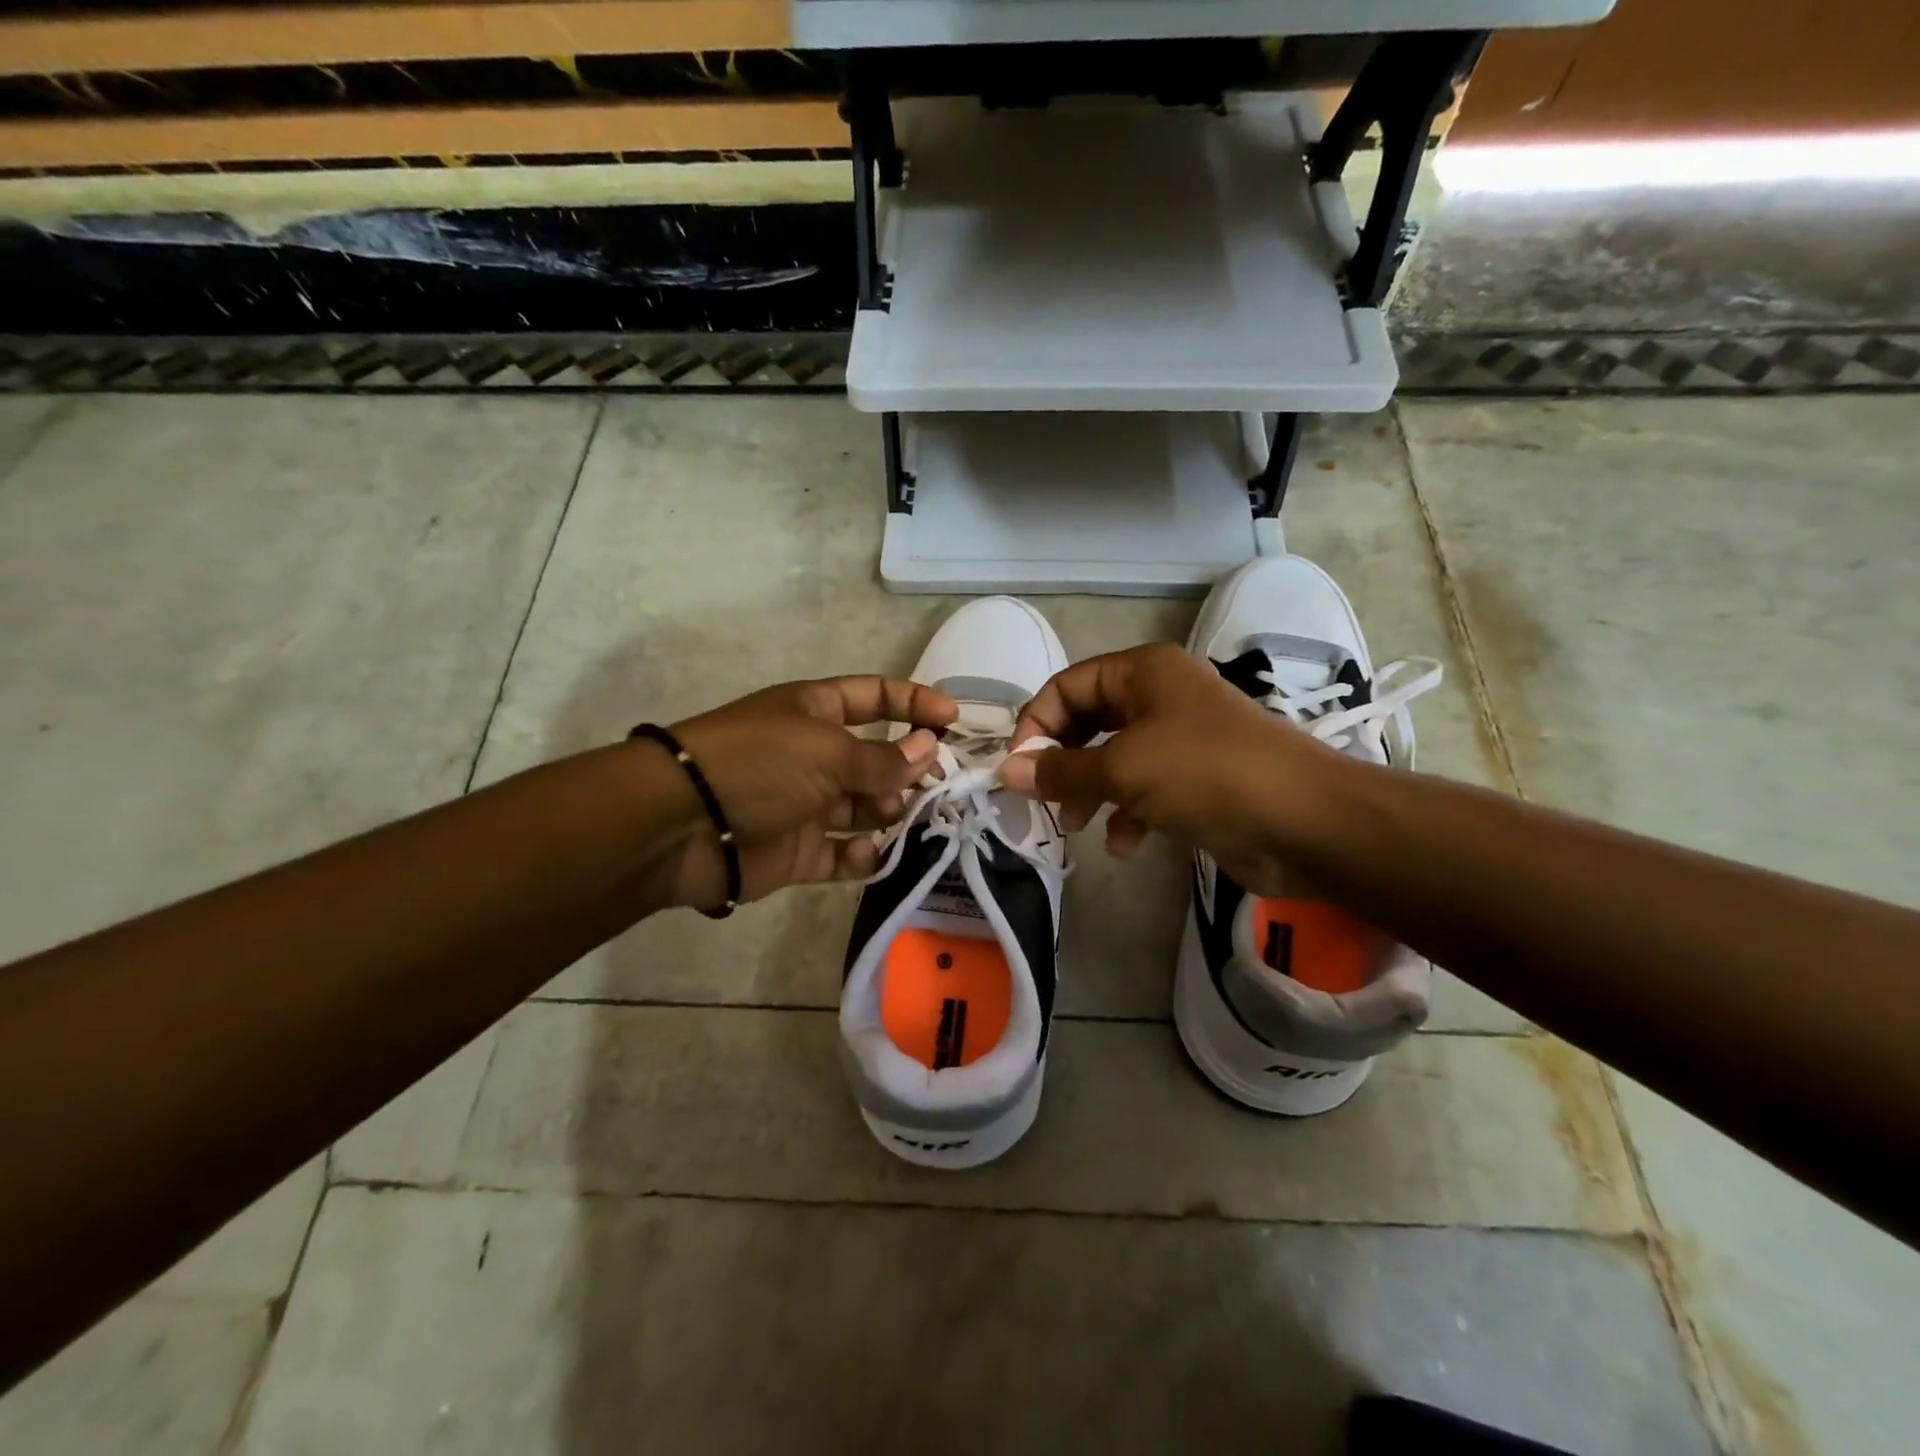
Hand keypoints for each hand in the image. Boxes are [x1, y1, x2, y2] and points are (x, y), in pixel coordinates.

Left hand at [661, 676, 957, 909]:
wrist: (681, 825)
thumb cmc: (758, 765)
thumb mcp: (827, 750)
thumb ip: (883, 758)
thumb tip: (930, 750)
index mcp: (815, 712)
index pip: (875, 697)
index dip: (914, 703)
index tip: (955, 721)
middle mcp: (814, 755)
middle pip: (876, 758)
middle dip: (909, 769)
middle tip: (938, 786)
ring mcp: (805, 805)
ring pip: (864, 808)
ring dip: (890, 813)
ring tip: (903, 818)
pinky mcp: (796, 852)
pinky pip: (840, 855)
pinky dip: (860, 857)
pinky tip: (869, 855)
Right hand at [998, 644, 1344, 897]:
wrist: (1302, 821)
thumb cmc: (1205, 773)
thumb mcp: (1122, 768)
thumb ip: (1060, 771)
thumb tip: (1006, 771)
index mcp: (1143, 671)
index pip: (1068, 685)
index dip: (1037, 723)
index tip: (1018, 769)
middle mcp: (1160, 696)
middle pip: (1088, 722)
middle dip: (1062, 761)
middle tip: (1043, 797)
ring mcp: (1181, 739)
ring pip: (1114, 758)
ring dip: (1091, 790)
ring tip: (1076, 824)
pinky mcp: (1196, 780)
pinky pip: (1145, 789)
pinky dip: (1128, 813)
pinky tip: (1124, 843)